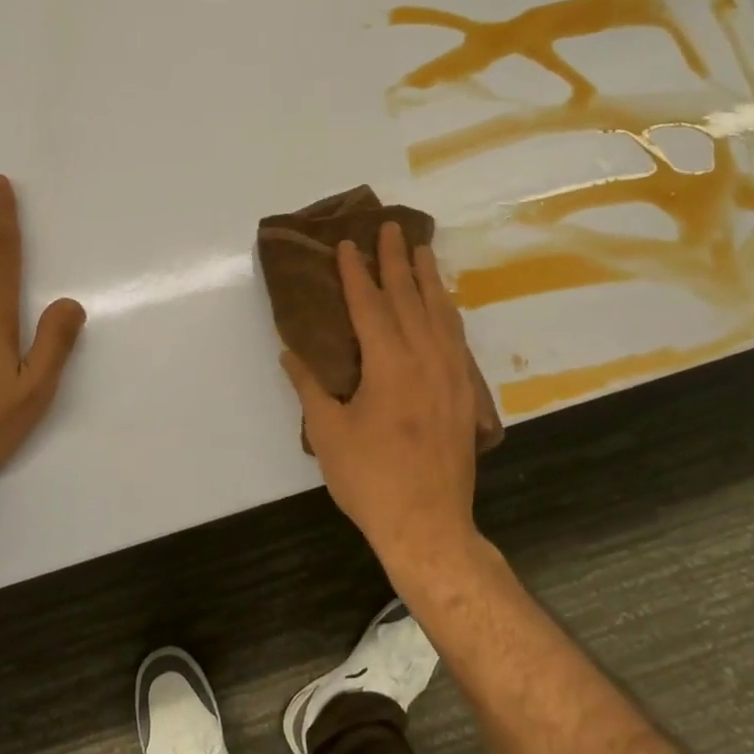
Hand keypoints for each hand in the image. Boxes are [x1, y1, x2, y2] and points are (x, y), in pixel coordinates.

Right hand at [280, 223, 481, 574]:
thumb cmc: (370, 480)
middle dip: (397, 260)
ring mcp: (452, 375)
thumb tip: (289, 351)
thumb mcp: (328, 433)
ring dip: (429, 280)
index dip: (357, 272)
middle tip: (391, 227)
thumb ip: (309, 386)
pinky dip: (448, 313)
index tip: (348, 243)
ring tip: (423, 251)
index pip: (370, 305)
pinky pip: (457, 338)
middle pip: (410, 298)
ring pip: (441, 314)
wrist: (429, 526)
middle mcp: (425, 359)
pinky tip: (445, 307)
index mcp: (389, 364)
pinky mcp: (465, 394)